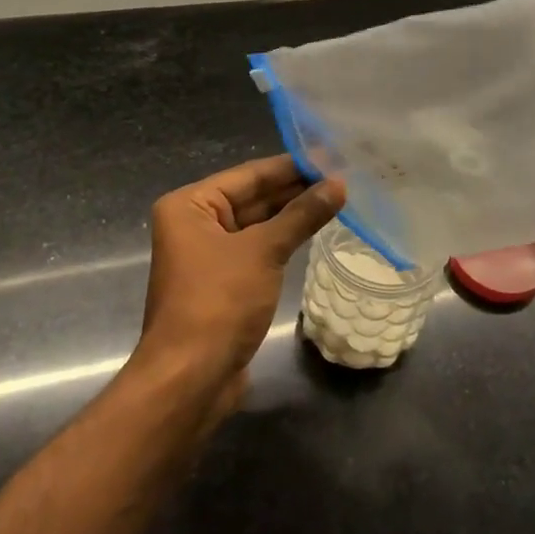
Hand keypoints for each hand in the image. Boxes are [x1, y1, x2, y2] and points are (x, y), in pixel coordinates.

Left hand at [131, 155, 344, 406]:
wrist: (191, 377)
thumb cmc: (219, 302)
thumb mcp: (263, 251)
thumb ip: (301, 215)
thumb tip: (339, 184)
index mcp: (190, 206)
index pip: (249, 174)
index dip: (292, 166)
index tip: (332, 156)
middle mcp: (195, 224)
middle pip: (253, 197)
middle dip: (296, 189)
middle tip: (344, 177)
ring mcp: (209, 255)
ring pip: (258, 224)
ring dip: (293, 215)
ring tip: (339, 199)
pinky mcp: (224, 282)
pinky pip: (258, 250)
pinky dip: (284, 241)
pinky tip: (316, 231)